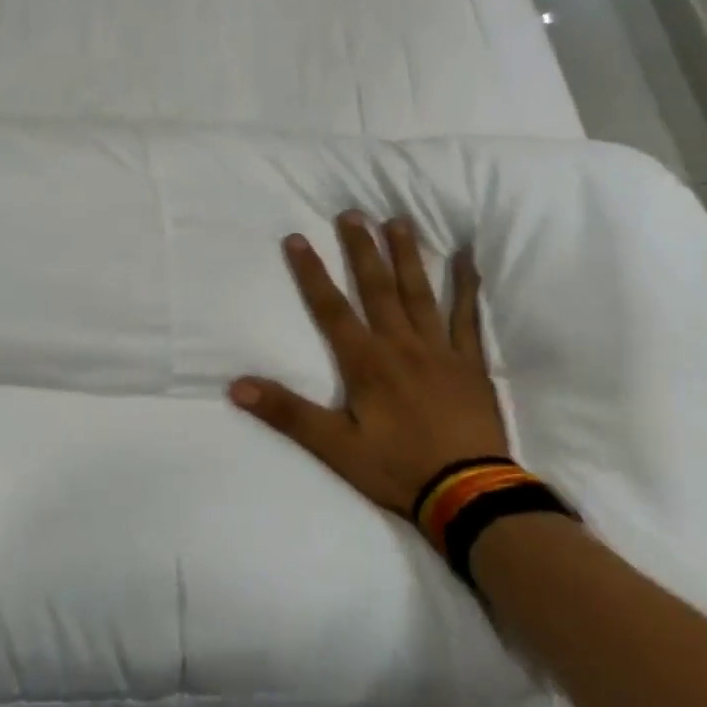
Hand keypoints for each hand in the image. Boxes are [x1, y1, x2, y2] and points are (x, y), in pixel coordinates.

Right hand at [229, 211, 508, 520]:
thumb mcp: (333, 446)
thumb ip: (287, 412)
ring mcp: (439, 350)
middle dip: (362, 249)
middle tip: (352, 213)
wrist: (470, 494)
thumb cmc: (397, 468)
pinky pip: (467, 316)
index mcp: (365, 362)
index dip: (311, 272)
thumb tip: (236, 386)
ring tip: (399, 220)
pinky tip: (467, 258)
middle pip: (377, 288)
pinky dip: (466, 286)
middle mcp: (400, 345)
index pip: (330, 308)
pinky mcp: (470, 363)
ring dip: (407, 255)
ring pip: (420, 292)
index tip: (296, 238)